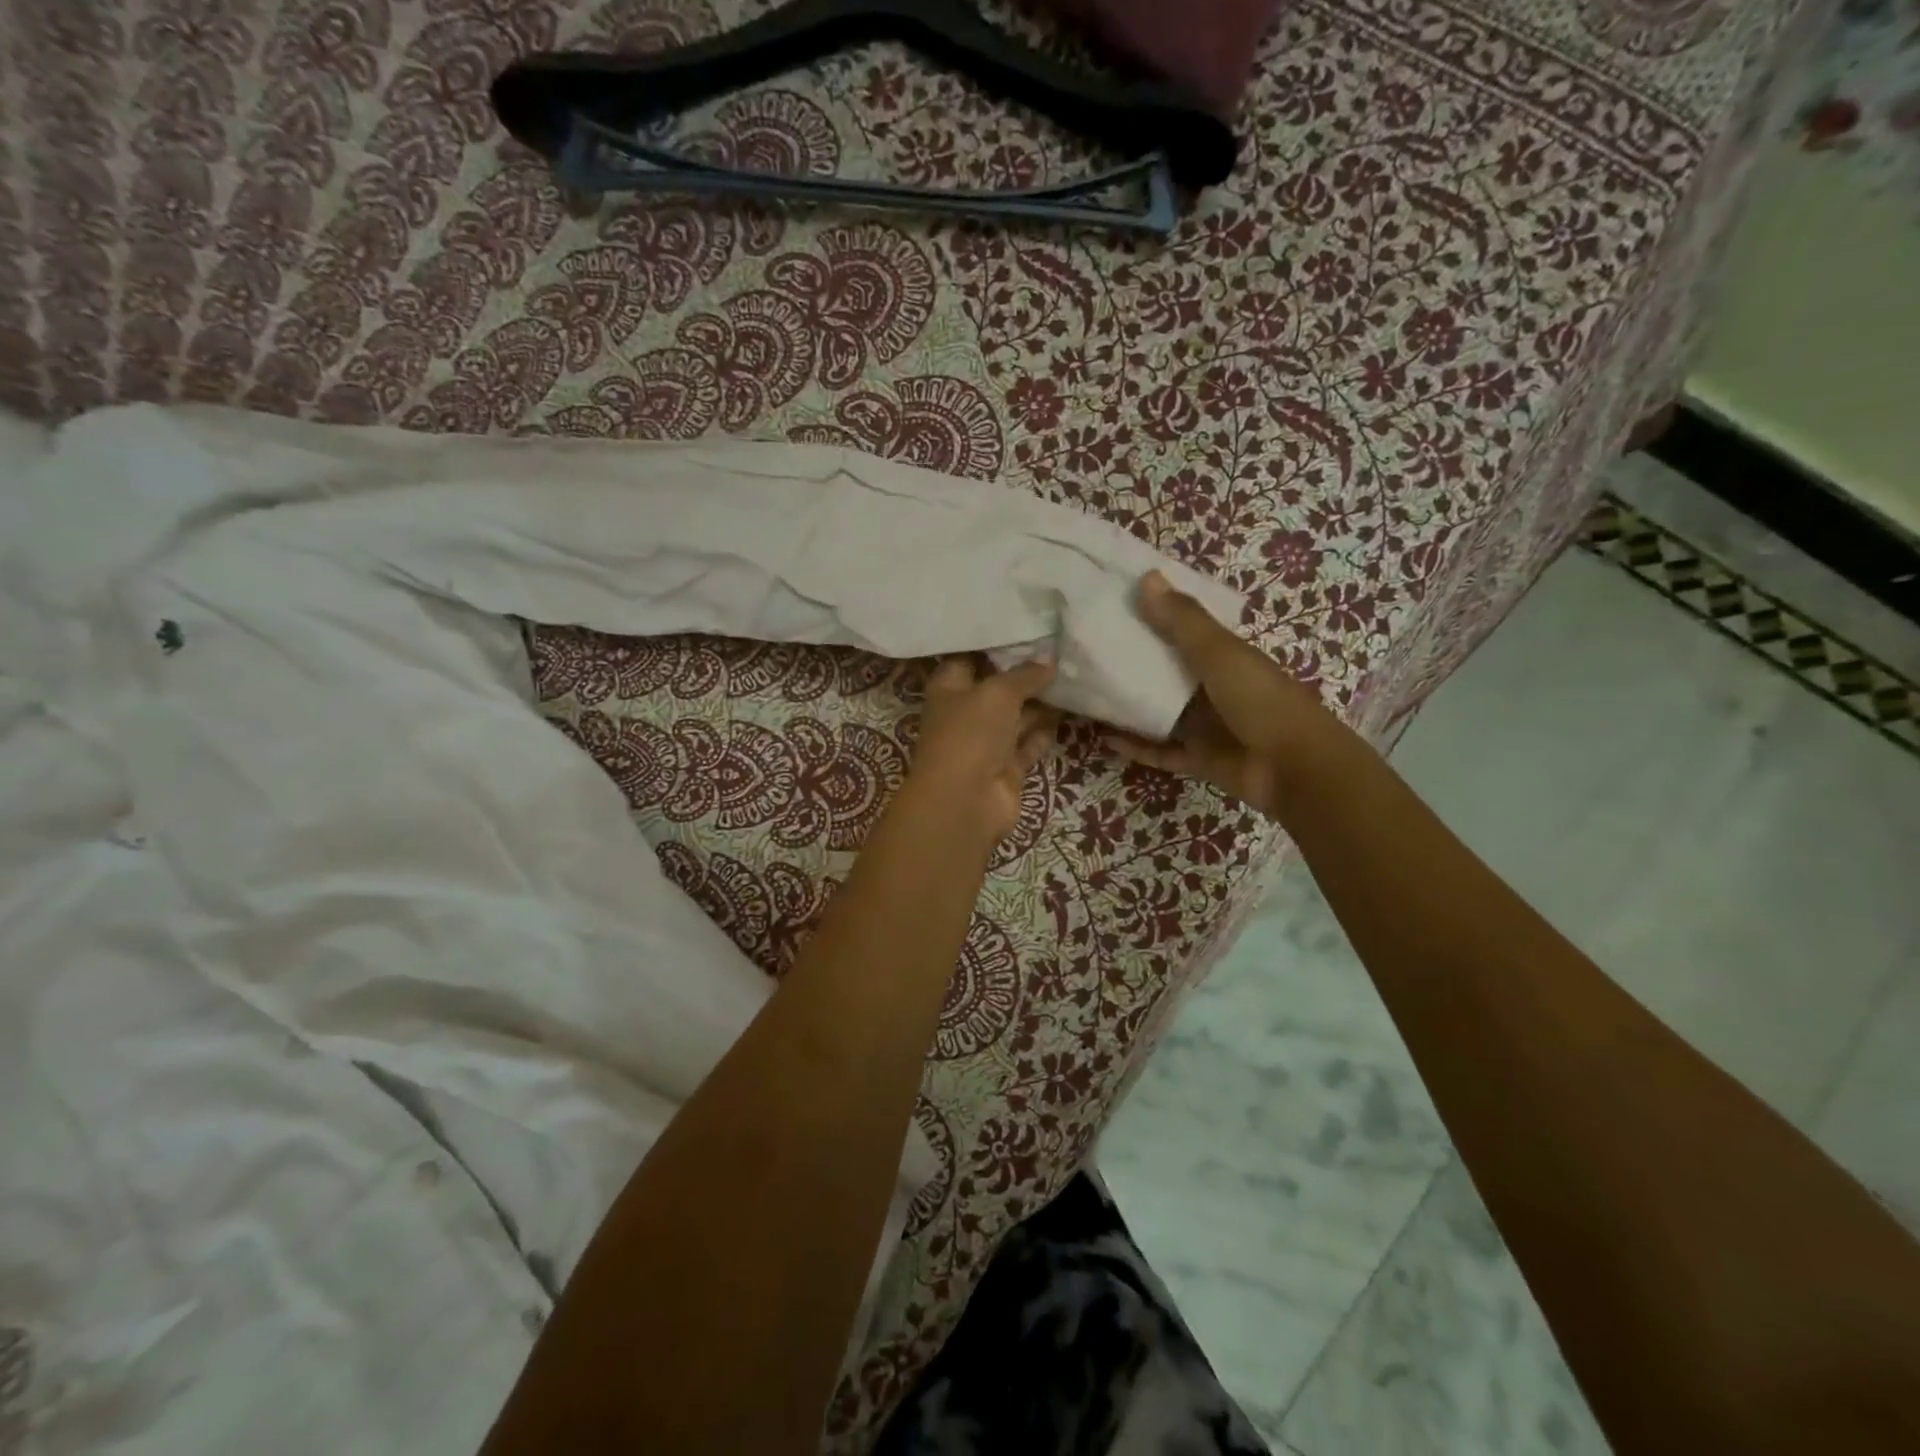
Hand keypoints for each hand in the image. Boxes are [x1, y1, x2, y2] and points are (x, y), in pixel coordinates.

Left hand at [908, 656, 1058, 843]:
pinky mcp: (1007, 768)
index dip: (994, 646)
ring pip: (1016, 716)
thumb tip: (1049, 661)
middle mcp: (966, 714)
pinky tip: (1070, 710)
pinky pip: (1029, 743)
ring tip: (1072, 676)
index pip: (969, 659)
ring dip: (1041, 702)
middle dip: (1025, 673)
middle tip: (1061, 651)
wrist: (965, 801)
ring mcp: (986, 743)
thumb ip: (1025, 675)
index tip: (1026, 629)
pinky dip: (1045, 730)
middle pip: (997, 689)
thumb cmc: (970, 734)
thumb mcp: (998, 692)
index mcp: (949, 689)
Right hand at [1106, 571, 1340, 818]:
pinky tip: (1103, 738)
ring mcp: (1205, 726)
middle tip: (1087, 651)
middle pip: (1166, 672)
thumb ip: (1183, 621)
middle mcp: (1212, 688)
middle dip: (1132, 663)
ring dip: (1128, 706)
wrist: (1294, 768)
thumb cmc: (1260, 700)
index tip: (1114, 605)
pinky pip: (1159, 750)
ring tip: (1087, 694)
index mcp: (1224, 656)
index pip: (1184, 630)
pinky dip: (1135, 746)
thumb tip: (1146, 576)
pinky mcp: (1197, 759)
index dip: (1154, 616)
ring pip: (1159, 712)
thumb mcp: (1220, 654)